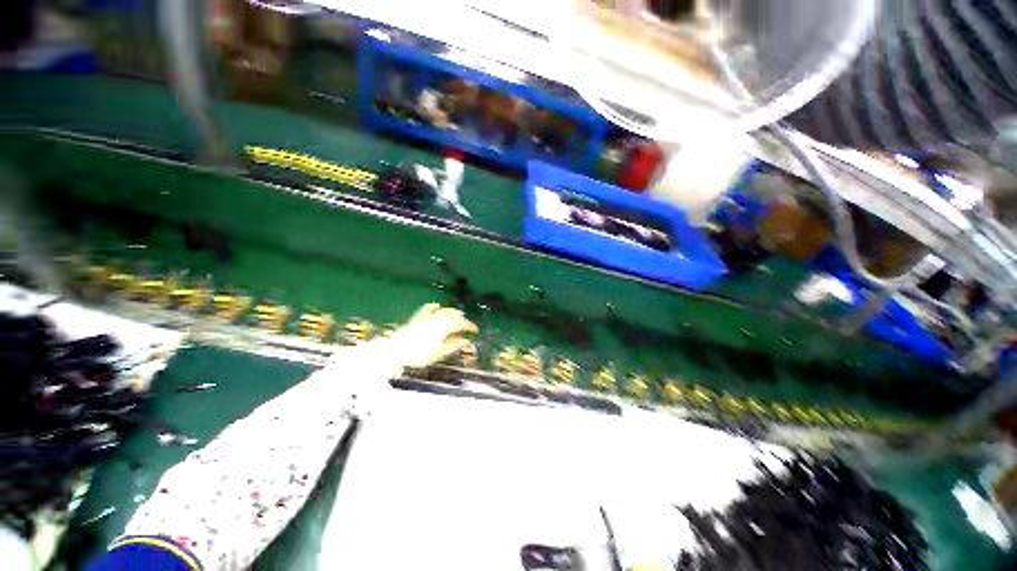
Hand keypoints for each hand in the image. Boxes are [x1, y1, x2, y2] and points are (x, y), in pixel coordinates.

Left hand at [388, 303, 477, 368]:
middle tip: (467, 326)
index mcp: (444, 328)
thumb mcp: (438, 353)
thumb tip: (466, 342)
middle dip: (463, 319)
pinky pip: (429, 308)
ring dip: (453, 312)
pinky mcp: (419, 317)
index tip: (475, 330)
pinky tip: (438, 306)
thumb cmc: (417, 355)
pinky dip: (436, 307)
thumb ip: (453, 346)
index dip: (471, 326)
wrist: (396, 350)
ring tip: (458, 315)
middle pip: (455, 315)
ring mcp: (428, 317)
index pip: (462, 324)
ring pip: (445, 310)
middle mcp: (438, 320)